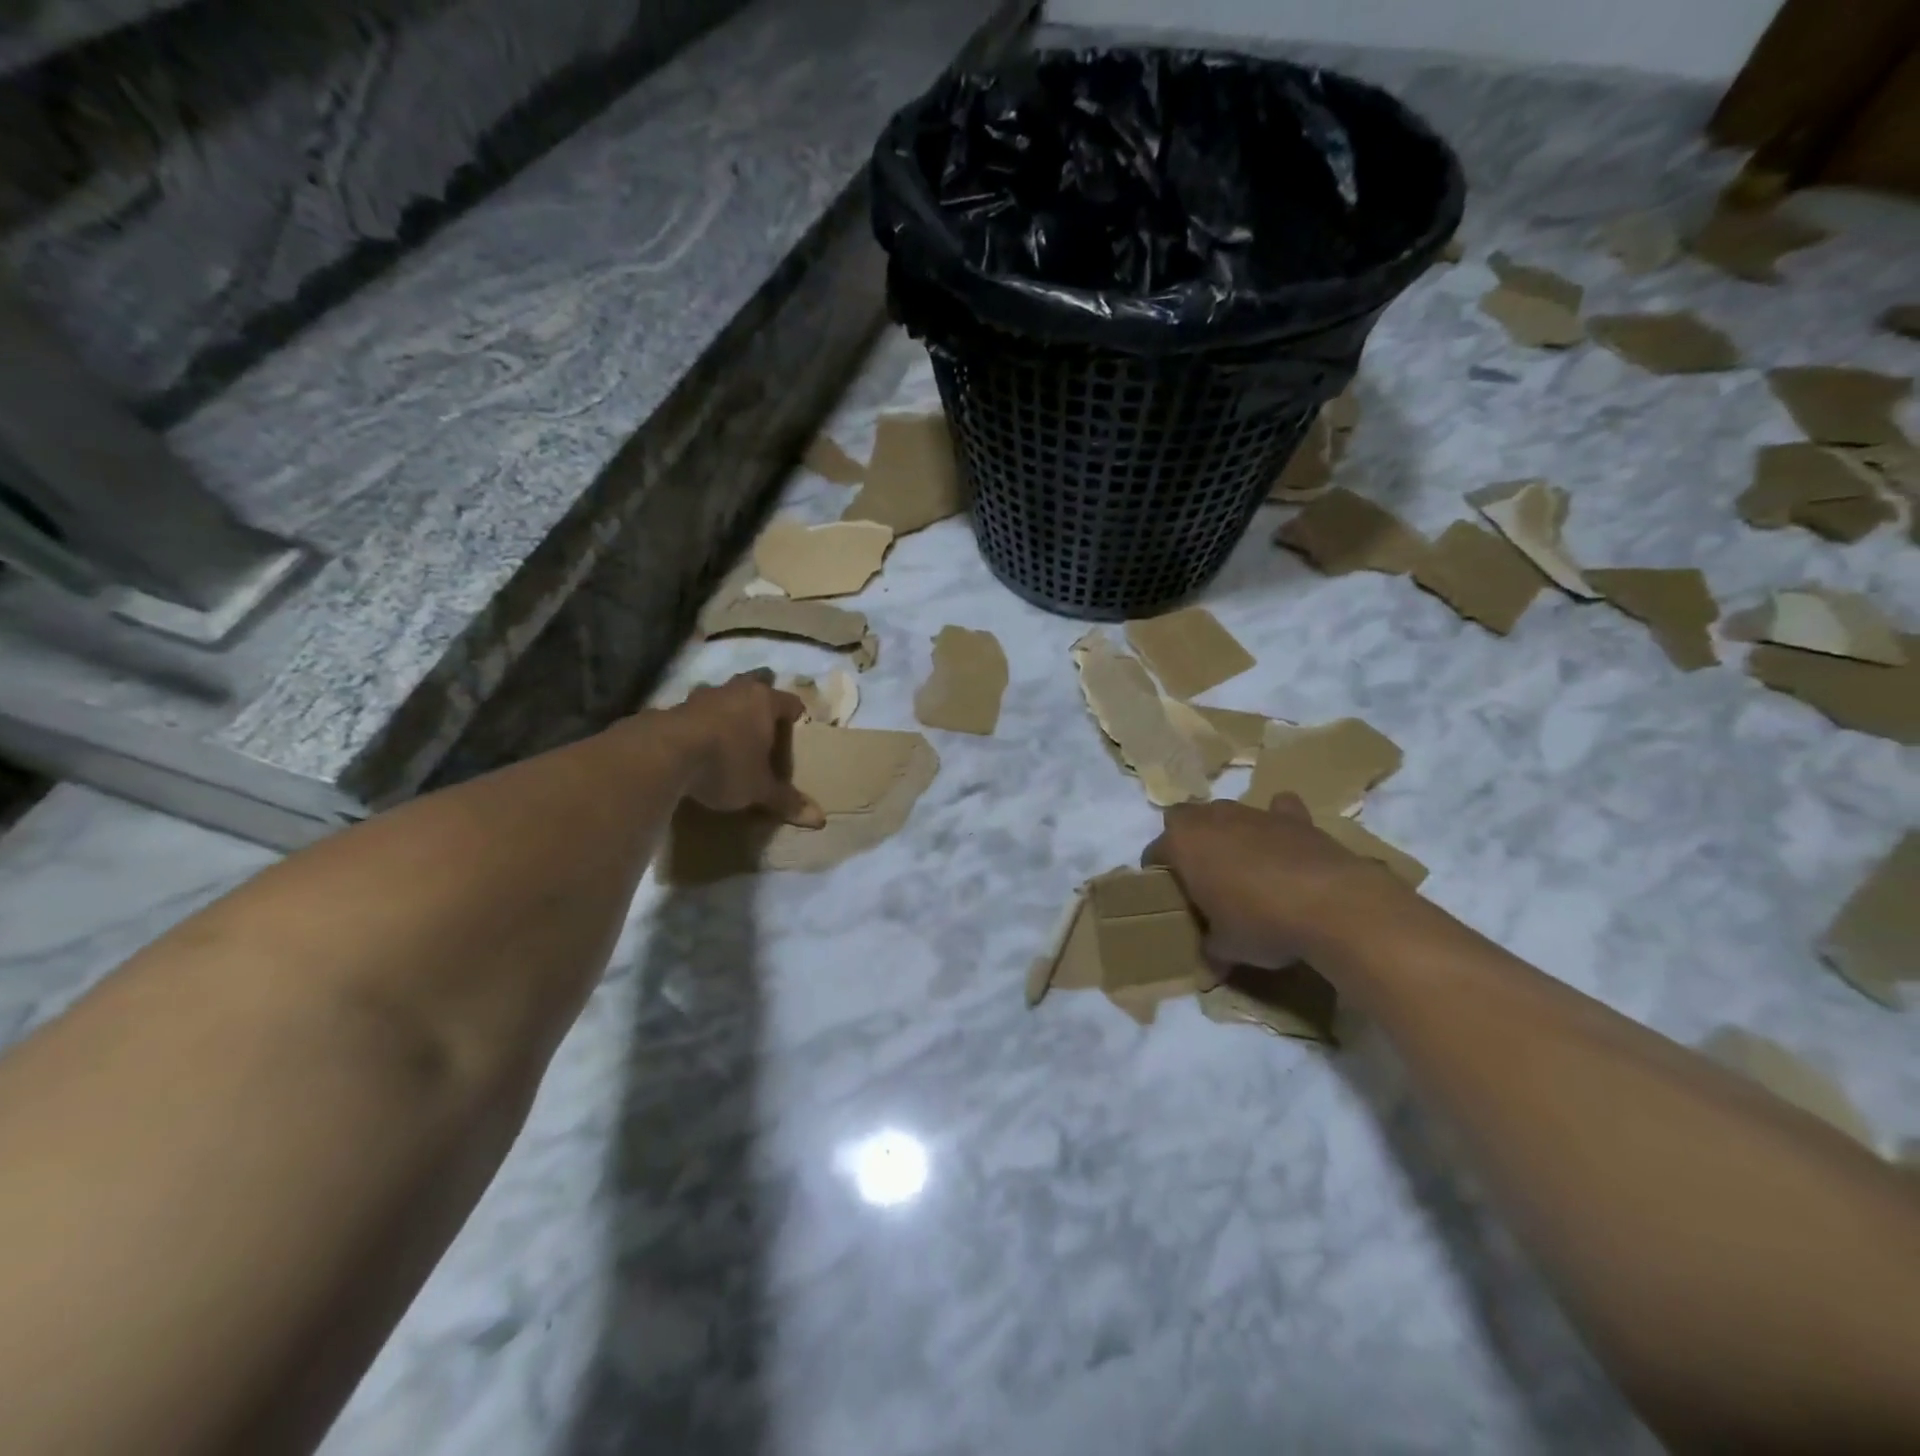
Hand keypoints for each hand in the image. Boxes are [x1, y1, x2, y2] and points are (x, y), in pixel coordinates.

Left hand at [660, 671, 823, 827]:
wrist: (664, 755)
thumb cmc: (726, 764)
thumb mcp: (759, 788)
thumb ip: (786, 800)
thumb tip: (820, 820)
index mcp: (765, 702)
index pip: (790, 702)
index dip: (796, 715)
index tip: (797, 727)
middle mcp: (735, 691)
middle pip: (754, 682)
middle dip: (760, 692)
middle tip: (762, 710)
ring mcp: (701, 697)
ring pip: (721, 693)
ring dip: (726, 705)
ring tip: (728, 723)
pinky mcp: (672, 708)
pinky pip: (693, 711)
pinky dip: (699, 721)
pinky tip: (697, 738)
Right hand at [1142, 793, 1406, 967]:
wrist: (1332, 905)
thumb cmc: (1261, 922)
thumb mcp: (1226, 948)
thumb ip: (1211, 951)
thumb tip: (1208, 972)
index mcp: (1183, 843)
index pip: (1155, 851)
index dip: (1157, 872)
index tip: (1167, 895)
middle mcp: (1212, 818)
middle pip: (1186, 819)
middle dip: (1188, 840)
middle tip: (1200, 875)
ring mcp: (1254, 813)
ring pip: (1228, 813)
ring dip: (1229, 833)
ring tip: (1242, 866)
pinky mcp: (1295, 817)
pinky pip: (1279, 811)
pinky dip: (1278, 822)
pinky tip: (1284, 844)